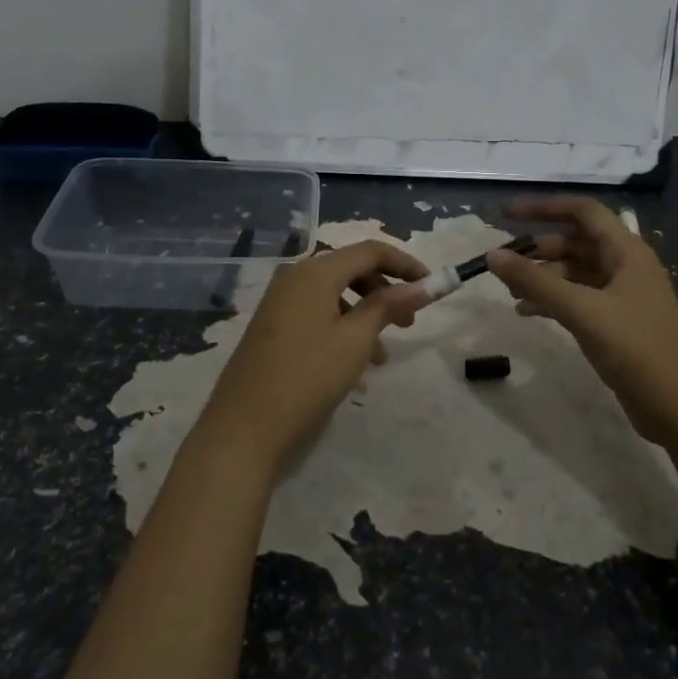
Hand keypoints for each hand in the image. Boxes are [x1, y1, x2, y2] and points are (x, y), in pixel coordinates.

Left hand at [194, 240, 430, 479]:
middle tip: (409, 323)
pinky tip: (353, 365)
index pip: (370, 251)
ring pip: (335, 295)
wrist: (244, 427)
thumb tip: (424, 285)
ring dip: (365, 315)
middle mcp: (295, 277)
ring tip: (381, 356)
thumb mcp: (355, 340)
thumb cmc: (307, 378)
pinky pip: (317, 313)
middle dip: (385, 292)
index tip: (433, 286)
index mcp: (315, 272)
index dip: (405, 264)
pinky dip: (342, 328)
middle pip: (351, 270)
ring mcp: (280, 301)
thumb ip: (389, 306)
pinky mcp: (273, 326)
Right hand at [487, 197, 677, 444]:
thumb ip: (535, 282)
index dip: (545, 207)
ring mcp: (622, 295)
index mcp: (626, 252)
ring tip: (509, 291)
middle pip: (575, 242)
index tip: (507, 213)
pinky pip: (578, 298)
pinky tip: (527, 312)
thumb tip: (493, 255)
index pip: (583, 212)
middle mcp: (625, 266)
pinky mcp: (616, 321)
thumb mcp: (582, 311)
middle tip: (502, 263)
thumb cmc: (636, 349)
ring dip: (542, 276)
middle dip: (538, 249)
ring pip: (574, 272)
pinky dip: (552, 299)